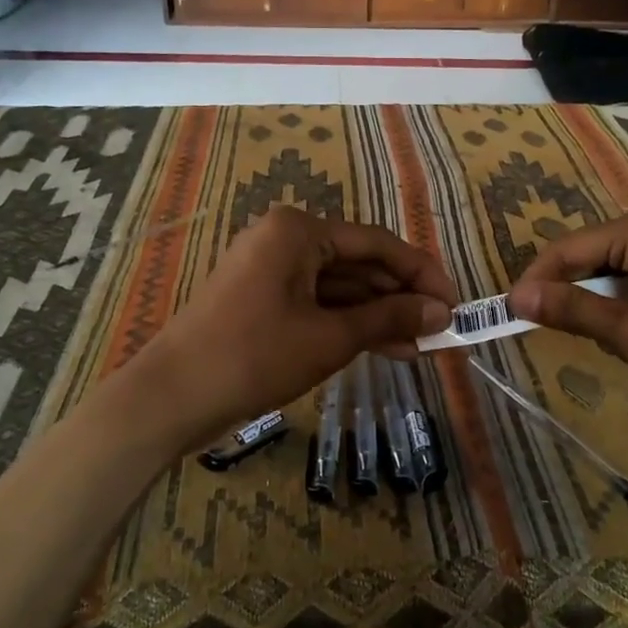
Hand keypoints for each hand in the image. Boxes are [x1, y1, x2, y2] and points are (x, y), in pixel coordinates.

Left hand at [136, 207, 457, 440]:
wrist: (173, 397)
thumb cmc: (255, 356)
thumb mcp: (331, 337)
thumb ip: (389, 318)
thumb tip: (441, 313)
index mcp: (298, 231)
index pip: (377, 243)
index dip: (421, 274)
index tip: (454, 304)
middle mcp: (285, 239)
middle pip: (358, 264)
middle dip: (400, 298)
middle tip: (440, 330)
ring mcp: (271, 270)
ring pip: (339, 288)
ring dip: (378, 315)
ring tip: (420, 347)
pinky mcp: (263, 300)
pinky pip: (317, 304)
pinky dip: (348, 325)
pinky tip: (385, 348)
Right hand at [508, 207, 627, 408]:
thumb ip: (574, 310)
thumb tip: (517, 296)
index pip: (565, 249)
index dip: (536, 282)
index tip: (511, 317)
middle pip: (590, 253)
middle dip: (567, 290)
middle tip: (550, 332)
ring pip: (617, 265)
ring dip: (598, 298)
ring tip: (595, 336)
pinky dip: (627, 298)